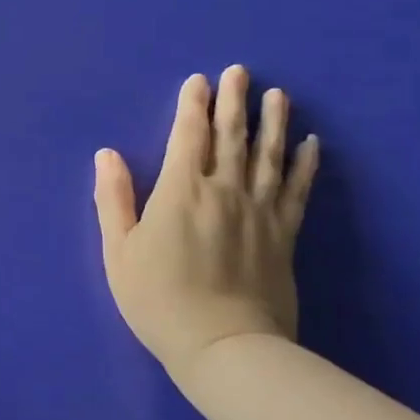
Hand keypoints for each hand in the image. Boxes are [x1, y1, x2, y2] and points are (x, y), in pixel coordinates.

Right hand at [93, 65, 318, 392]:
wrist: (224, 347)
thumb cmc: (159, 300)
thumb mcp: (119, 252)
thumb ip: (113, 199)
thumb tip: (107, 154)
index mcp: (180, 192)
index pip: (187, 136)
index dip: (192, 105)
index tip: (199, 80)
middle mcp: (224, 190)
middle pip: (230, 136)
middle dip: (233, 101)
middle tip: (240, 71)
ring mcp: (259, 211)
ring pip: (268, 155)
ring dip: (272, 122)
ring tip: (278, 95)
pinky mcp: (284, 235)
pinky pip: (297, 190)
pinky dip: (305, 164)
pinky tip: (311, 144)